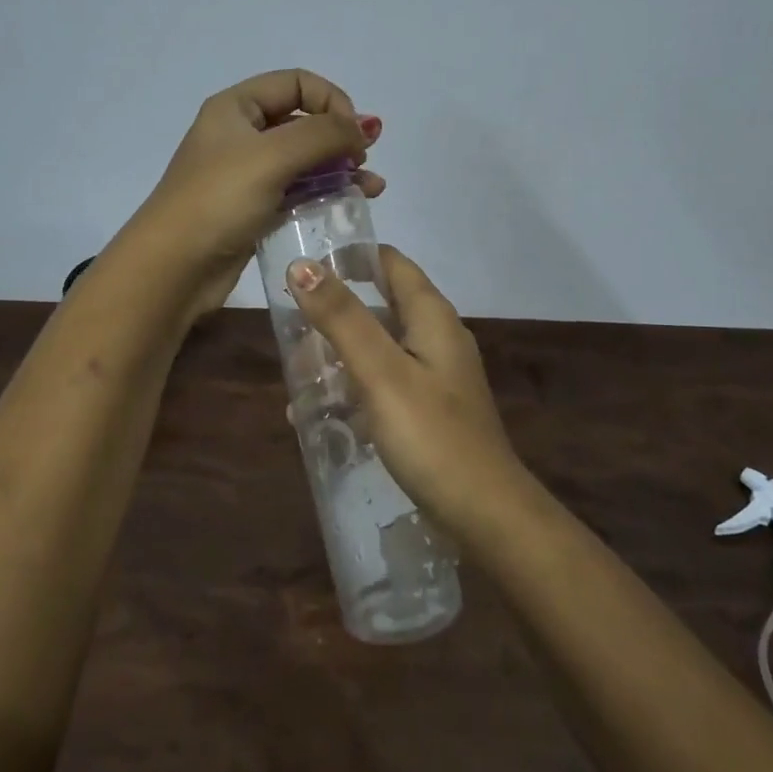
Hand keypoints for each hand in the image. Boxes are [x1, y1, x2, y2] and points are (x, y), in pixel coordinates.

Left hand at [127, 70, 384, 318]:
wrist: (173, 267)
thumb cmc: (219, 201)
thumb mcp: (273, 156)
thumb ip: (324, 135)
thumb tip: (365, 127)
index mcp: (236, 107)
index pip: (297, 83)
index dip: (331, 101)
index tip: (352, 135)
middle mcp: (242, 134)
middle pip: (303, 121)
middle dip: (340, 137)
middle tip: (363, 161)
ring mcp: (248, 174)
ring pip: (305, 160)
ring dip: (341, 168)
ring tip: (373, 188)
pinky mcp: (255, 208)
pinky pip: (299, 191)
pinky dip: (327, 193)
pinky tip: (354, 204)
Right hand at [285, 245, 530, 542]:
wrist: (483, 514)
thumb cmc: (432, 435)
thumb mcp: (380, 372)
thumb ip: (342, 318)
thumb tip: (302, 265)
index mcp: (431, 317)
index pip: (390, 263)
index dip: (350, 257)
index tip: (304, 266)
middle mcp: (435, 338)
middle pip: (378, 308)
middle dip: (332, 316)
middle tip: (288, 333)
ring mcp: (433, 376)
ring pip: (375, 350)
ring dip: (336, 358)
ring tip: (294, 382)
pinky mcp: (426, 410)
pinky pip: (381, 385)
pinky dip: (350, 391)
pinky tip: (318, 417)